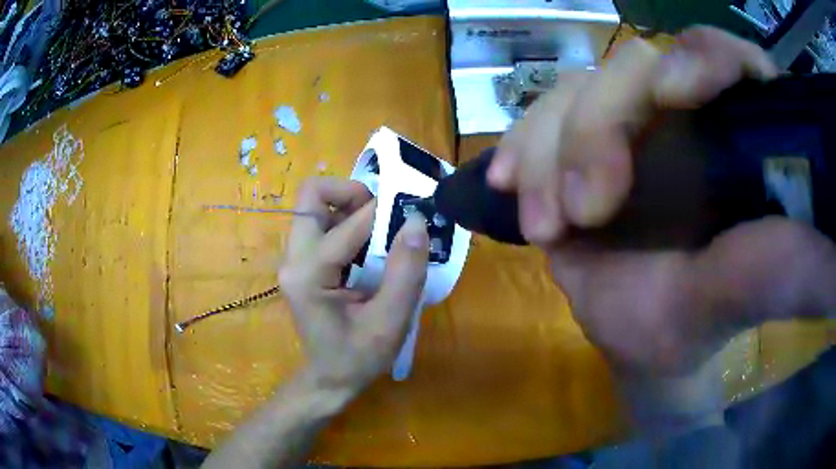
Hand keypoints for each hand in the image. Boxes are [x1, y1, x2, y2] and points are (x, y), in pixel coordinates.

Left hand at [279, 177, 428, 394]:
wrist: (330, 379)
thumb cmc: (358, 357)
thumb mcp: (390, 321)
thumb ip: (406, 271)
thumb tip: (416, 221)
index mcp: (308, 275)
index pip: (346, 226)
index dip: (382, 214)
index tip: (411, 214)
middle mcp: (293, 259)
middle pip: (312, 196)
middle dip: (351, 194)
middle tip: (383, 214)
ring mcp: (293, 259)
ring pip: (315, 206)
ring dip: (350, 207)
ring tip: (381, 230)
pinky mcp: (301, 262)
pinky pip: (321, 223)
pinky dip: (347, 222)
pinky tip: (369, 247)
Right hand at [489, 26, 835, 376]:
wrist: (640, 338)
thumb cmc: (697, 325)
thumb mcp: (741, 299)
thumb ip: (788, 269)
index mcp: (736, 134)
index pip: (725, 57)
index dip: (702, 59)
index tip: (674, 100)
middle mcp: (683, 113)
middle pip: (634, 68)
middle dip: (601, 129)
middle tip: (588, 208)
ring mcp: (626, 124)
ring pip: (575, 91)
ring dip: (549, 150)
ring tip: (549, 224)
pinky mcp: (577, 144)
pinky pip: (539, 119)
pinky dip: (521, 148)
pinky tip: (508, 185)